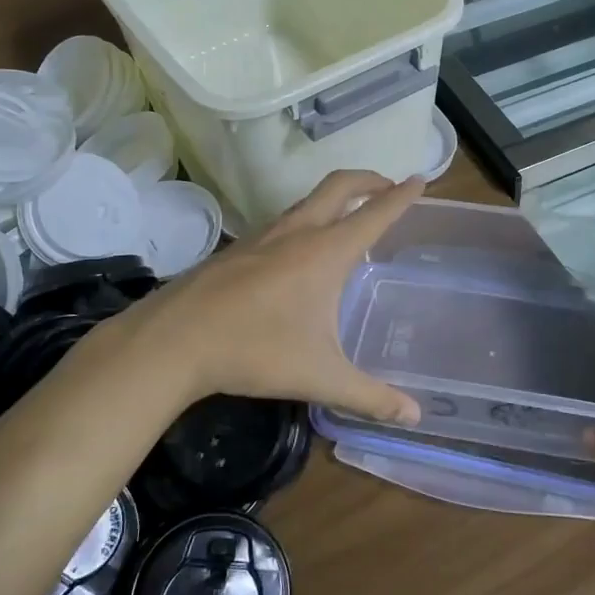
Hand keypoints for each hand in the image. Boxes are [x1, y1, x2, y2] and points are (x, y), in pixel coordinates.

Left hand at [75, 170, 425, 426]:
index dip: (401, 196)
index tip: (421, 179)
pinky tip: (300, 253)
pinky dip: (307, 220)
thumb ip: (371, 395)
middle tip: (389, 186)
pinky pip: (284, 221)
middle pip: (340, 186)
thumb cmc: (255, 351)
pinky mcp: (238, 248)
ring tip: (349, 220)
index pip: (375, 214)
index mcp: (326, 252)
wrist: (174, 340)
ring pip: (308, 201)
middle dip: (370, 179)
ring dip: (335, 198)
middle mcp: (298, 232)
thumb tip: (416, 415)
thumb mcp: (320, 376)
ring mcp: (263, 236)